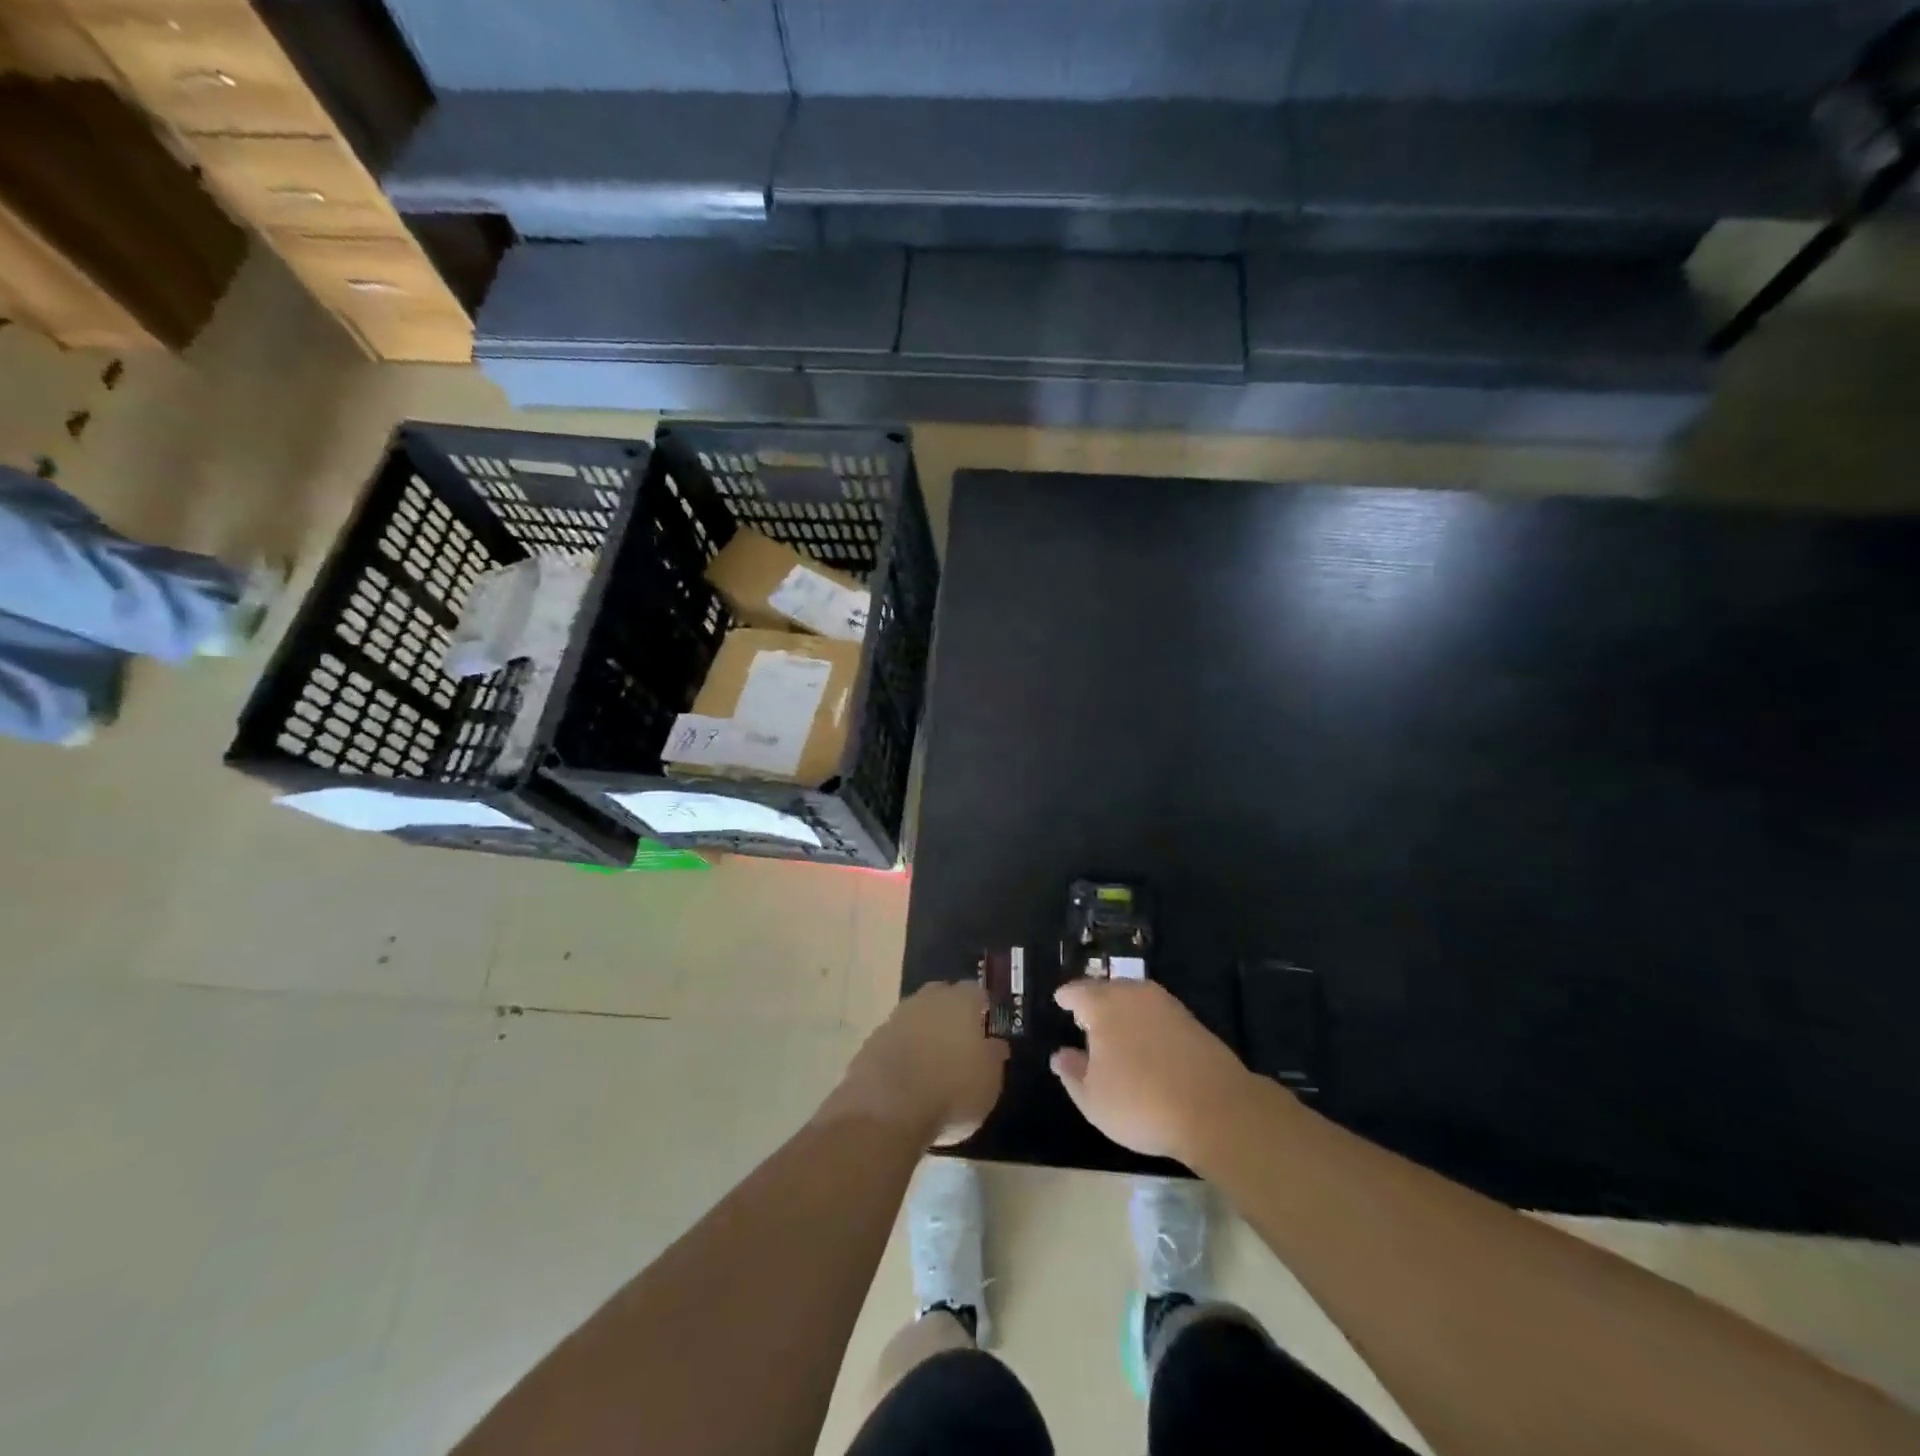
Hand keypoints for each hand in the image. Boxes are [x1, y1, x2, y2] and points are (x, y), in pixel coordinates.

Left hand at [833, 980, 1008, 1144]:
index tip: (987, 1029)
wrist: (887, 1109)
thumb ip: (993, 1056)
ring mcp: (895, 1018)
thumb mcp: (990, 1081)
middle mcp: (927, 1000)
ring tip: (933, 1063)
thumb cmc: (952, 1090)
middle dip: (950, 1014)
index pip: (976, 992)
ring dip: (924, 1033)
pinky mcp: (871, 1042)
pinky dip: (903, 1053)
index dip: (982, 1009)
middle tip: (960, 1043)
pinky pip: (895, 1041)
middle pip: (942, 997)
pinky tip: (908, 1077)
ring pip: (916, 1017)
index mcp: (961, 1001)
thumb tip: (995, 1044)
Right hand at [1050, 979, 1254, 1159]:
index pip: (1077, 991)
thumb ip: (1071, 1073)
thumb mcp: (1093, 1099)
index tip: (1060, 1002)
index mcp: (1103, 1005)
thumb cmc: (1141, 1103)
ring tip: (1115, 1031)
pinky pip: (1157, 1014)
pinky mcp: (1192, 1020)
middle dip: (1094, 1000)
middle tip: (1085, 1018)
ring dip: (1123, 1010)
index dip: (1066, 998)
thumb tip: (1060, 1055)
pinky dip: (1146, 1023)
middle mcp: (1133, 994)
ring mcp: (1166, 1005)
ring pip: (1135, 998)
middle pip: (1107, 989)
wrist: (1216, 1110)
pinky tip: (1146, 1044)